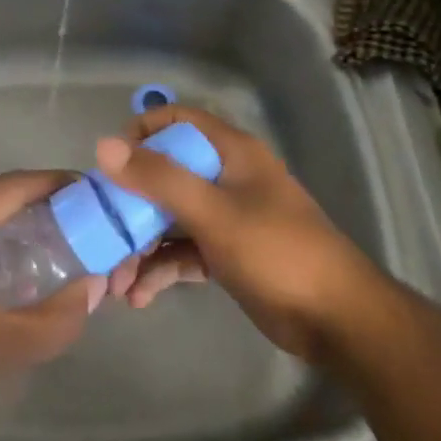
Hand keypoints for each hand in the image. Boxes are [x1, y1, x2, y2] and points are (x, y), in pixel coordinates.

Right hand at [97, 107, 374, 363]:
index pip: (176, 120)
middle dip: (131, 205)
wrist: (338, 320)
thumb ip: (159, 178)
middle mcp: (226, 176)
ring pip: (171, 218)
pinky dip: (162, 269)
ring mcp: (227, 216)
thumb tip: (103, 146)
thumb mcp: (213, 212)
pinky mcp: (227, 253)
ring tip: (118, 282)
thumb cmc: (276, 251)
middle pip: (166, 174)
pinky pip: (184, 251)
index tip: (111, 164)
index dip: (140, 133)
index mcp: (230, 152)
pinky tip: (140, 296)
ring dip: (142, 246)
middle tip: (103, 233)